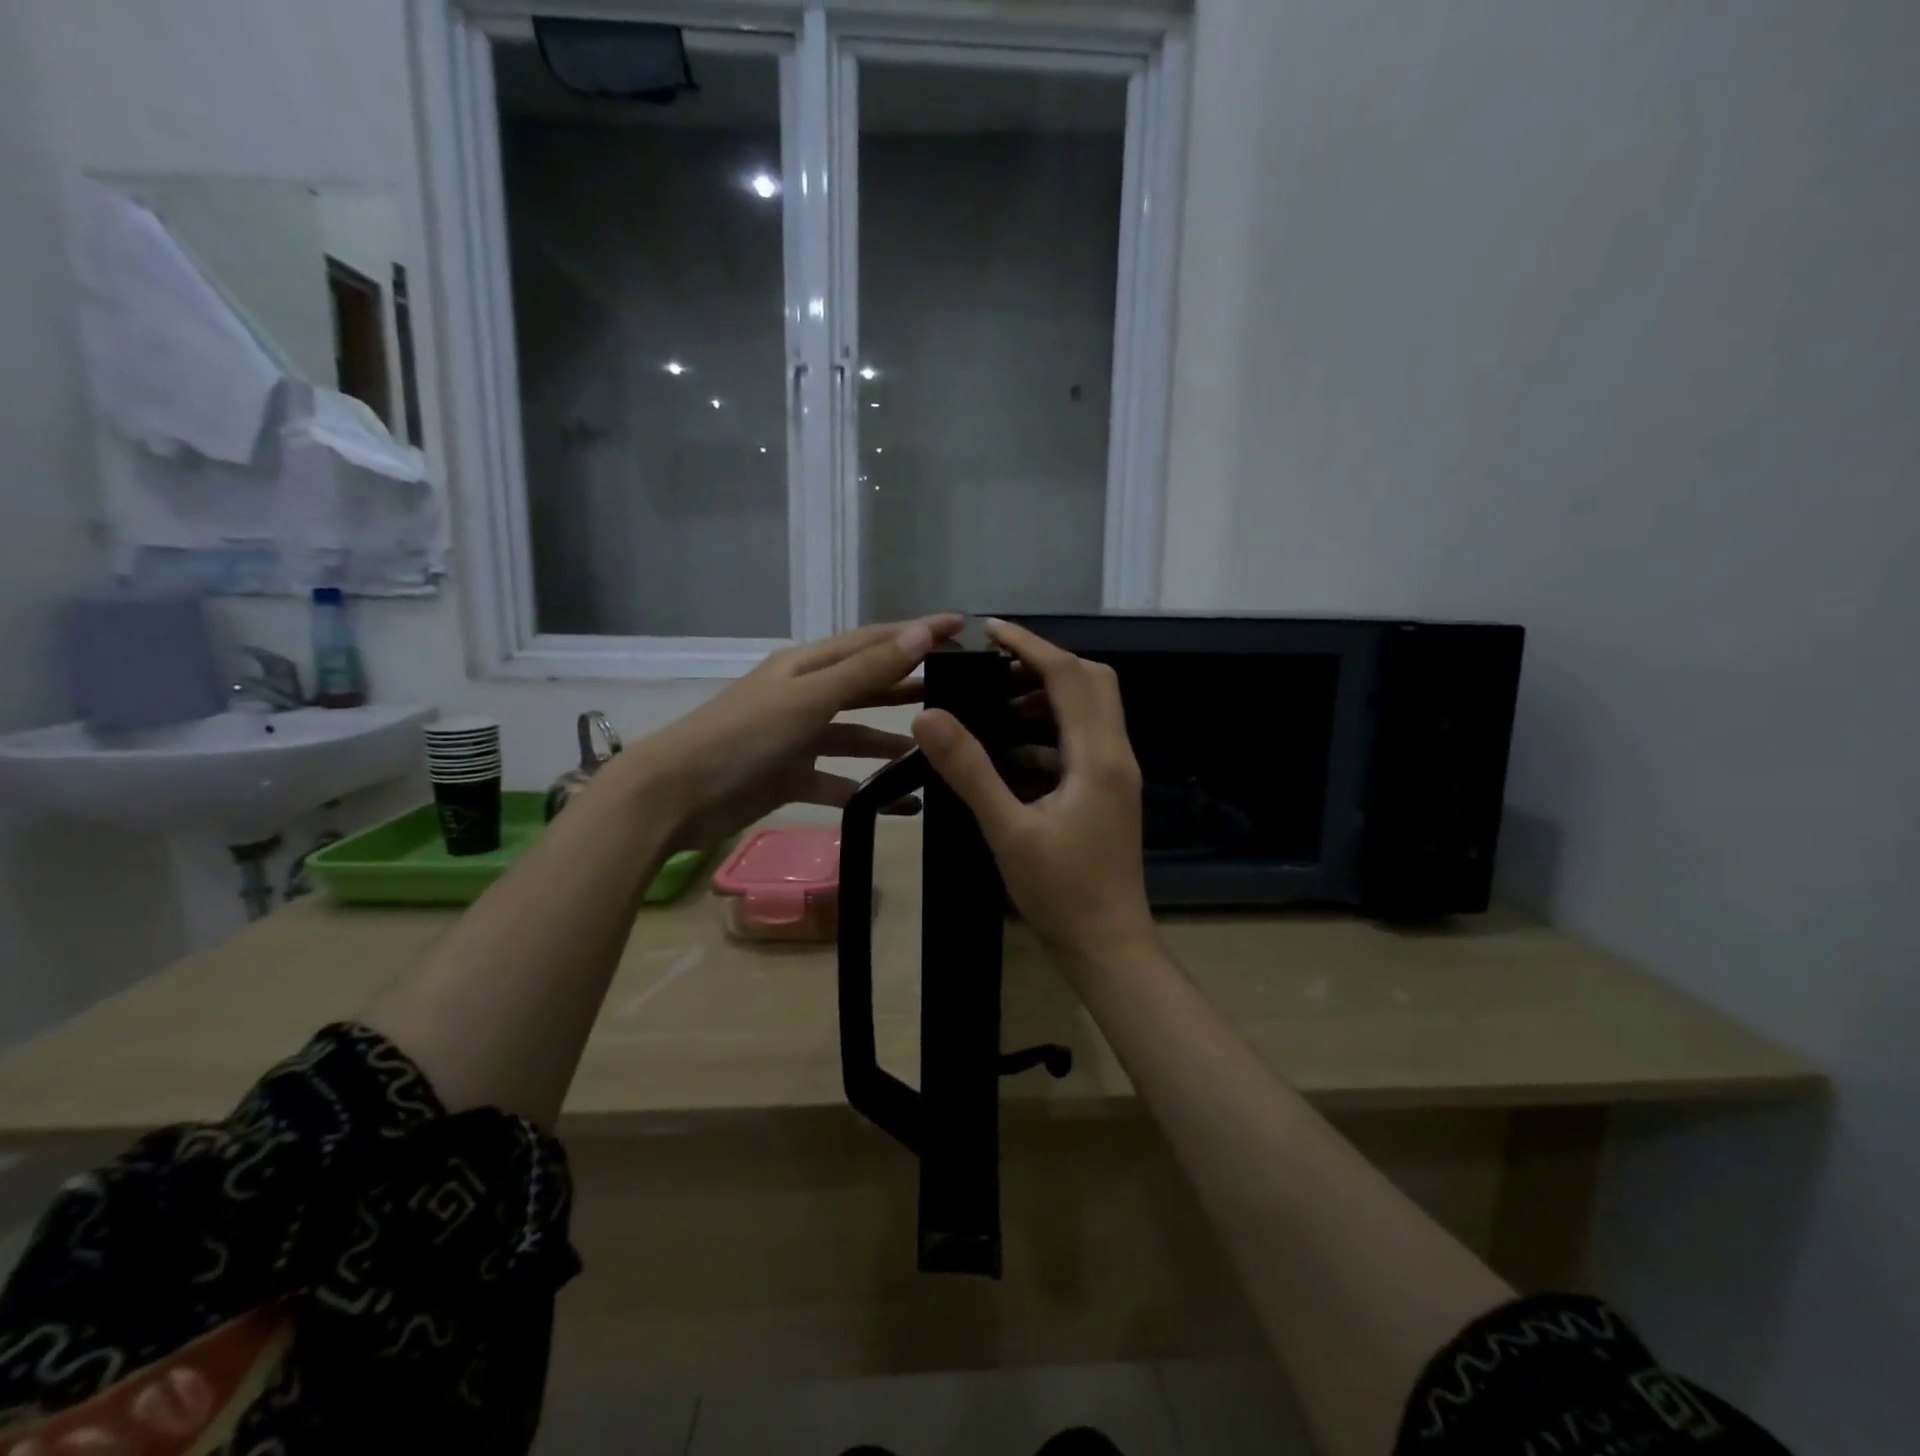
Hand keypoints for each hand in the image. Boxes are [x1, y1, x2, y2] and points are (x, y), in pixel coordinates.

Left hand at [624, 615, 962, 849]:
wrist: (676, 796)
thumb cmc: (743, 736)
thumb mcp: (809, 698)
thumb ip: (866, 671)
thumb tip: (921, 634)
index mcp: (806, 666)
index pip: (872, 642)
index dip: (916, 633)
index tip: (962, 627)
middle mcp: (804, 696)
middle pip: (867, 687)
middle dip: (908, 688)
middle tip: (960, 692)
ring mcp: (796, 738)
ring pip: (855, 736)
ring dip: (891, 744)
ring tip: (935, 753)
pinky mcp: (790, 777)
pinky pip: (838, 780)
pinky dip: (867, 790)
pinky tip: (902, 805)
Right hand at [912, 619, 1155, 971]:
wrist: (1108, 946)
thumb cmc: (1061, 892)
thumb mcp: (1008, 830)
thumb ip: (969, 770)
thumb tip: (929, 717)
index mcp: (1096, 756)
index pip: (1069, 676)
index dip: (1030, 646)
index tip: (990, 631)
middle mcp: (1115, 755)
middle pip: (1092, 682)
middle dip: (1045, 665)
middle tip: (995, 668)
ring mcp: (1116, 776)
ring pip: (1091, 712)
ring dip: (1048, 699)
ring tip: (996, 705)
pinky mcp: (1108, 794)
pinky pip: (1082, 745)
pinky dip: (1049, 735)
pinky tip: (1011, 757)